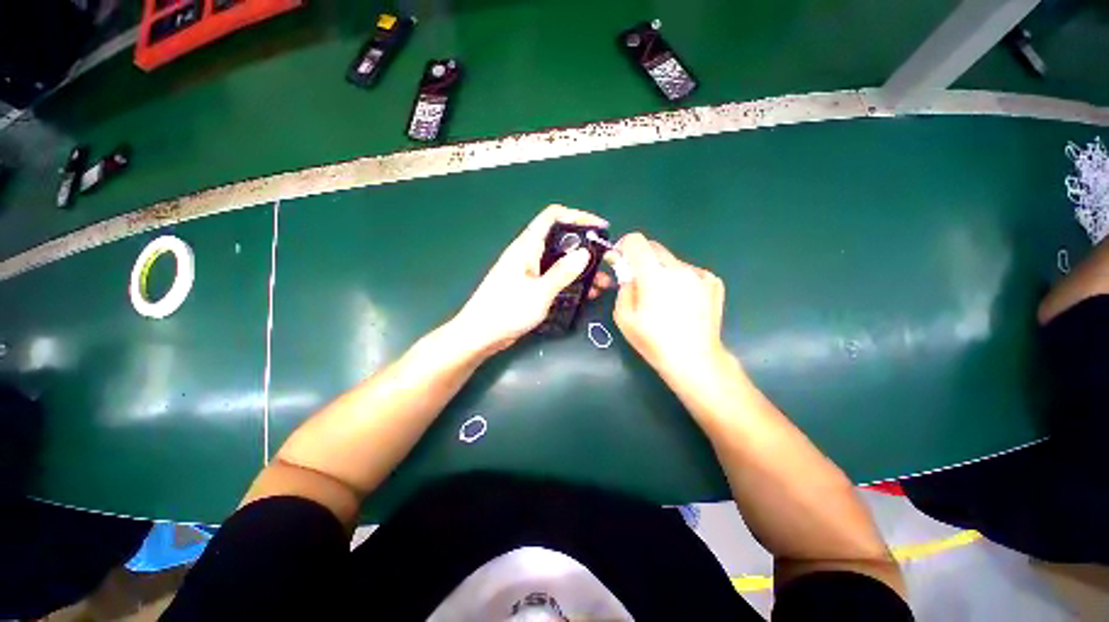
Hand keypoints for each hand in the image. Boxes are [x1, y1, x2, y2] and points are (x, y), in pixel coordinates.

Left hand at [450, 205, 613, 355]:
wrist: (480, 335)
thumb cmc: (507, 310)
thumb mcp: (540, 292)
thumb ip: (563, 272)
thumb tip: (585, 253)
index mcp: (527, 246)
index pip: (552, 217)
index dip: (577, 216)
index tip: (600, 228)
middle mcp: (528, 254)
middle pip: (560, 240)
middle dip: (585, 248)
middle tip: (605, 261)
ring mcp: (529, 271)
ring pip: (559, 262)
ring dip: (580, 269)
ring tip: (602, 283)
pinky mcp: (530, 287)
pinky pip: (554, 278)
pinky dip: (570, 283)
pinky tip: (586, 294)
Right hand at [609, 233, 725, 381]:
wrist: (694, 359)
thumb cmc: (654, 341)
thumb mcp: (624, 317)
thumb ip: (623, 288)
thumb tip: (629, 275)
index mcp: (654, 275)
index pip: (636, 241)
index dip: (624, 246)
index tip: (621, 260)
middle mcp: (678, 268)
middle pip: (654, 247)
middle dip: (641, 259)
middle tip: (639, 281)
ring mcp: (699, 274)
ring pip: (672, 261)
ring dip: (662, 272)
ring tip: (665, 298)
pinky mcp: (713, 282)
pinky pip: (690, 272)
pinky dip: (681, 280)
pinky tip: (683, 302)